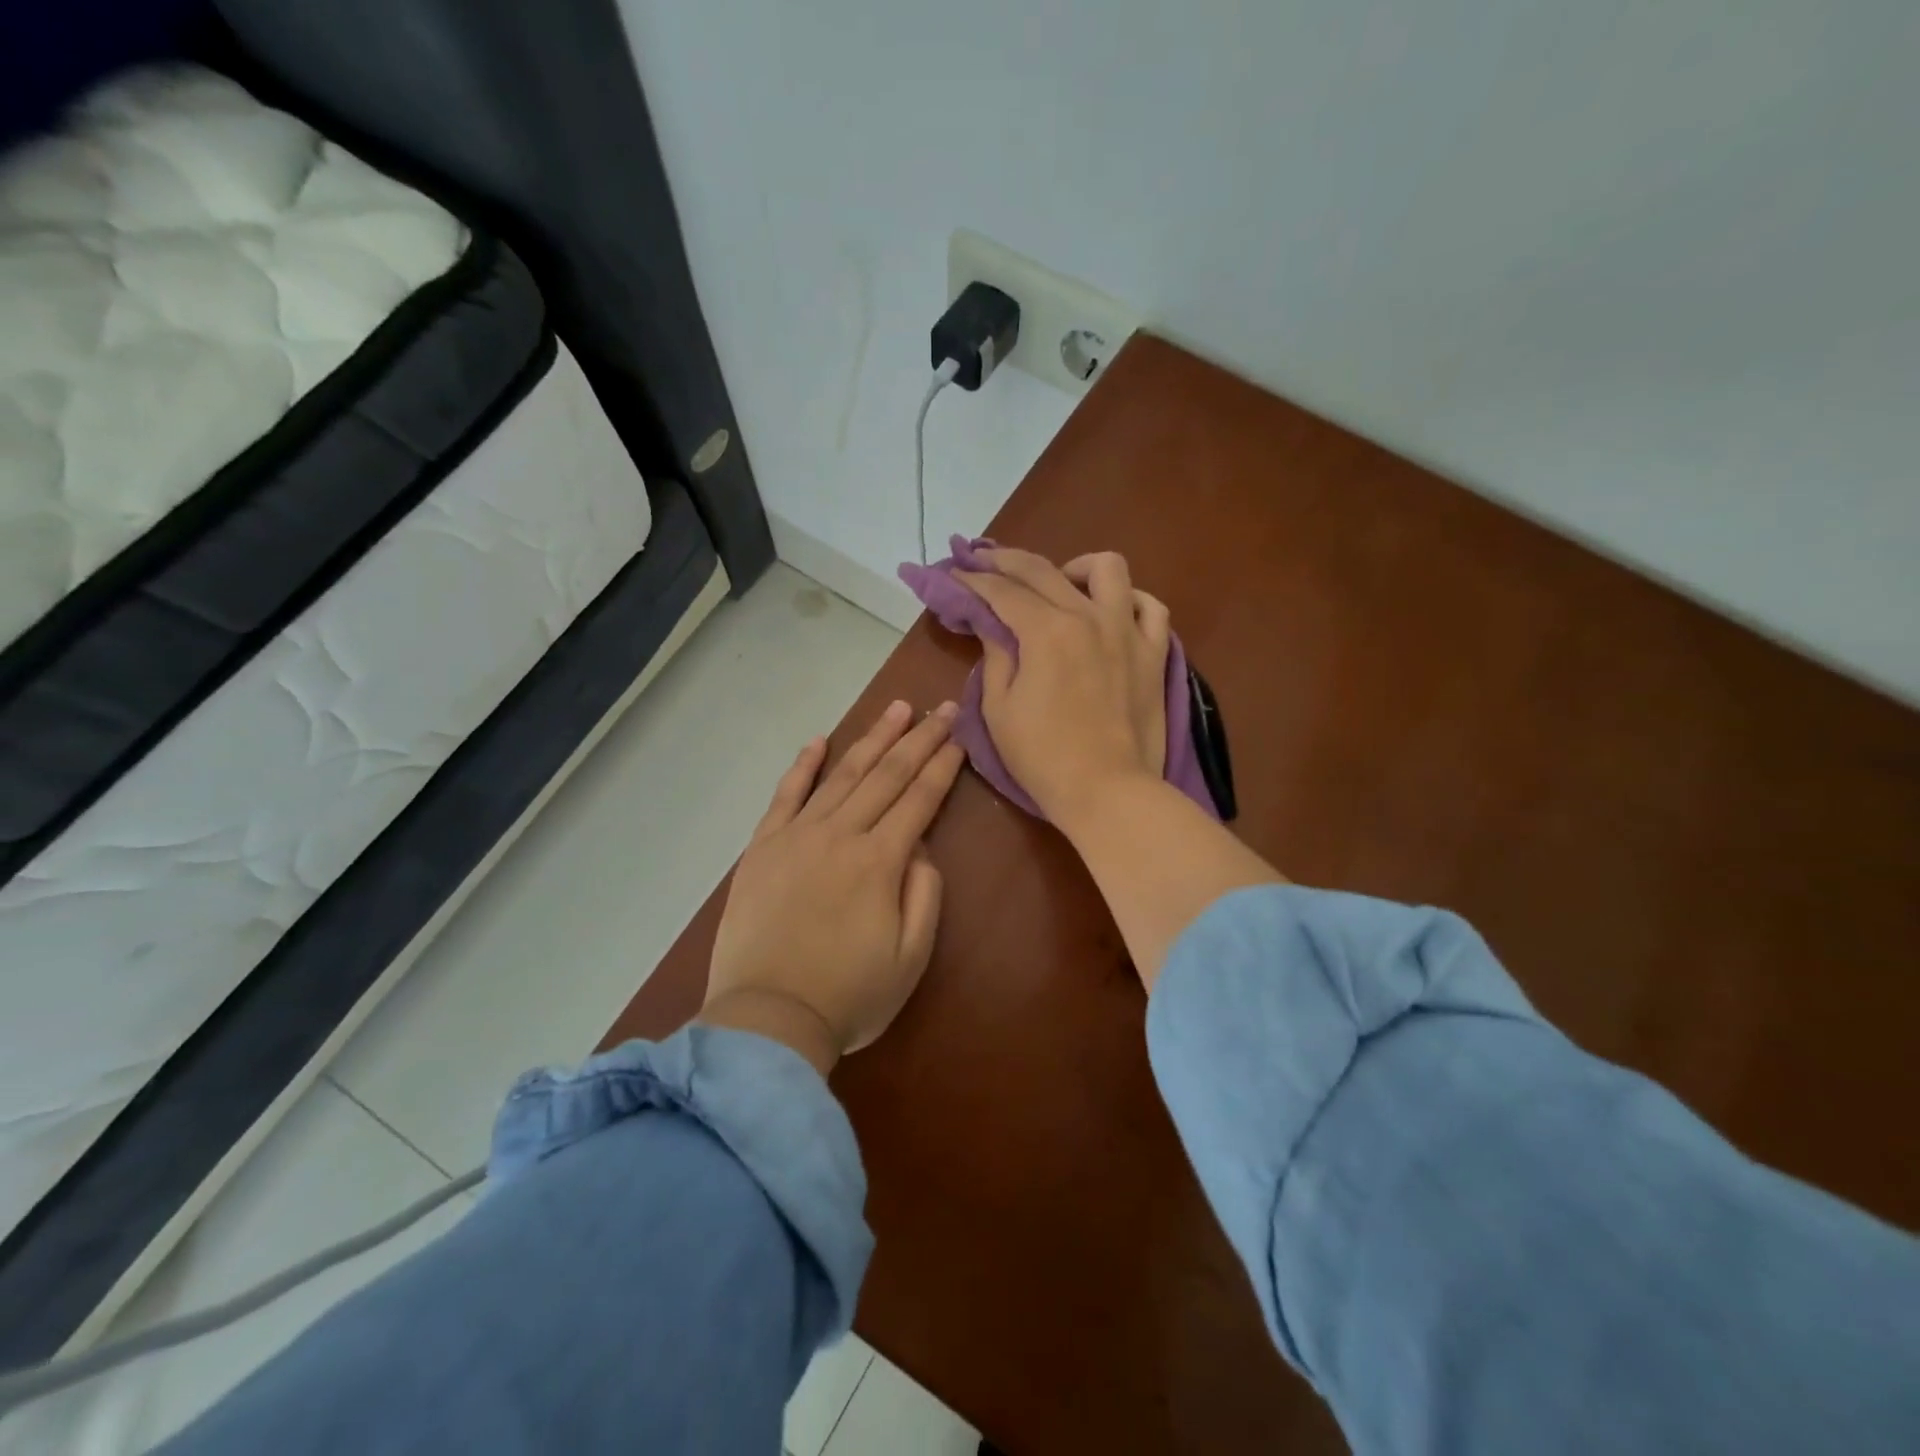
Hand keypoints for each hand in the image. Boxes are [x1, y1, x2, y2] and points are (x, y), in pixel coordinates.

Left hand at [700, 700, 964, 1072]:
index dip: (943, 764)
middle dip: (918, 739)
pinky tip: (817, 741)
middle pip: (887, 775)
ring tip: (896, 710)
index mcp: (880, 861)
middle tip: (941, 707)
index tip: (959, 735)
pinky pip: (784, 796)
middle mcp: (840, 834)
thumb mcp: (911, 957)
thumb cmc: (849, 996)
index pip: (919, 798)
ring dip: (872, 739)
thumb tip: (920, 846)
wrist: (766, 1020)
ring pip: (841, 775)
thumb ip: (924, 893)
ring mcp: (796, 836)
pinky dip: (802, 766)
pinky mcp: (762, 847)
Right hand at [954, 548, 1170, 829]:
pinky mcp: (1154, 653)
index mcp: (1046, 631)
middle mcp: (1088, 617)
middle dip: (1005, 560)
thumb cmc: (1043, 757)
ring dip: (1076, 568)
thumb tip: (992, 624)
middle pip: (1043, 569)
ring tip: (1060, 585)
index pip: (1001, 591)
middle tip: (983, 562)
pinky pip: (1150, 607)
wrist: (1108, 792)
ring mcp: (1127, 632)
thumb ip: (996, 656)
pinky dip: (1129, 600)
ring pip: (1108, 569)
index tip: (953, 573)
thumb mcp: (999, 709)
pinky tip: (1112, 611)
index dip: (971, 579)